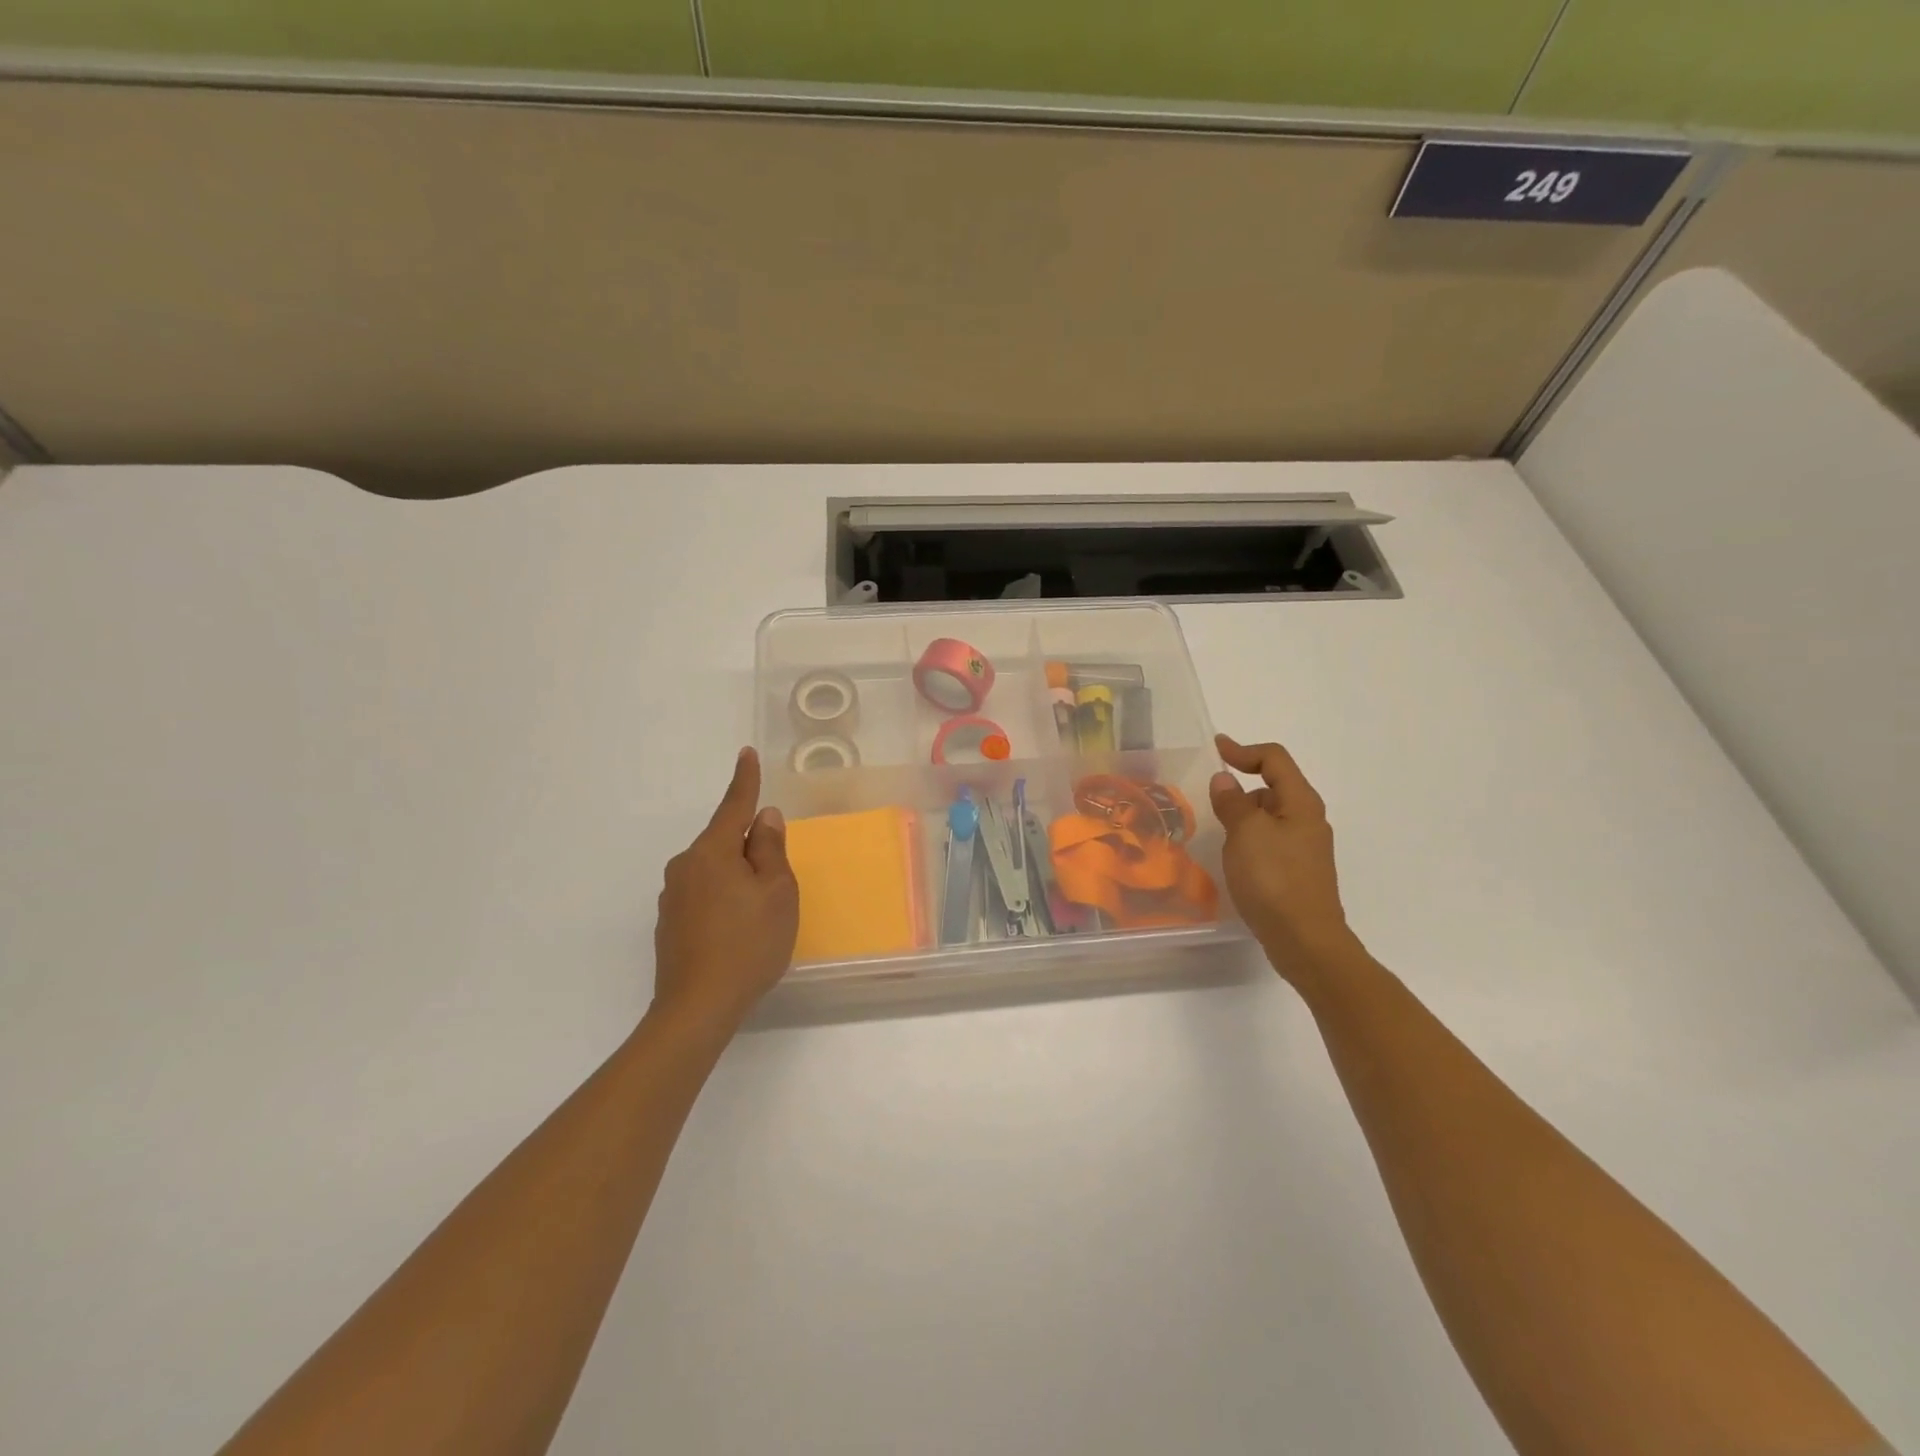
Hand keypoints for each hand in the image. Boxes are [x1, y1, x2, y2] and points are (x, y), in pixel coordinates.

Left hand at [652, 748, 798, 1030]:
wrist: (697, 1007)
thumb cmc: (748, 943)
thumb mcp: (777, 892)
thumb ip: (771, 849)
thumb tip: (764, 818)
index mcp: (712, 852)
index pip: (734, 807)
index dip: (745, 780)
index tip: (745, 753)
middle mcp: (685, 866)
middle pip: (725, 843)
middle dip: (751, 850)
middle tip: (776, 883)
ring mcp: (673, 896)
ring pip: (715, 871)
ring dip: (738, 878)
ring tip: (760, 915)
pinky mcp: (670, 923)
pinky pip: (704, 894)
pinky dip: (724, 900)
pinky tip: (738, 931)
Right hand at [1208, 734, 1362, 982]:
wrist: (1305, 940)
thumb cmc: (1274, 879)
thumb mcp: (1245, 833)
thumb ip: (1233, 802)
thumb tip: (1225, 780)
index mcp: (1300, 803)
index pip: (1275, 759)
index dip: (1244, 750)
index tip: (1215, 750)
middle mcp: (1308, 819)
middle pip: (1273, 786)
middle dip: (1241, 786)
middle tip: (1210, 802)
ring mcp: (1305, 847)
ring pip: (1269, 816)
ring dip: (1243, 816)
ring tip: (1217, 834)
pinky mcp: (1297, 871)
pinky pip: (1269, 841)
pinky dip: (1249, 839)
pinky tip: (1234, 860)